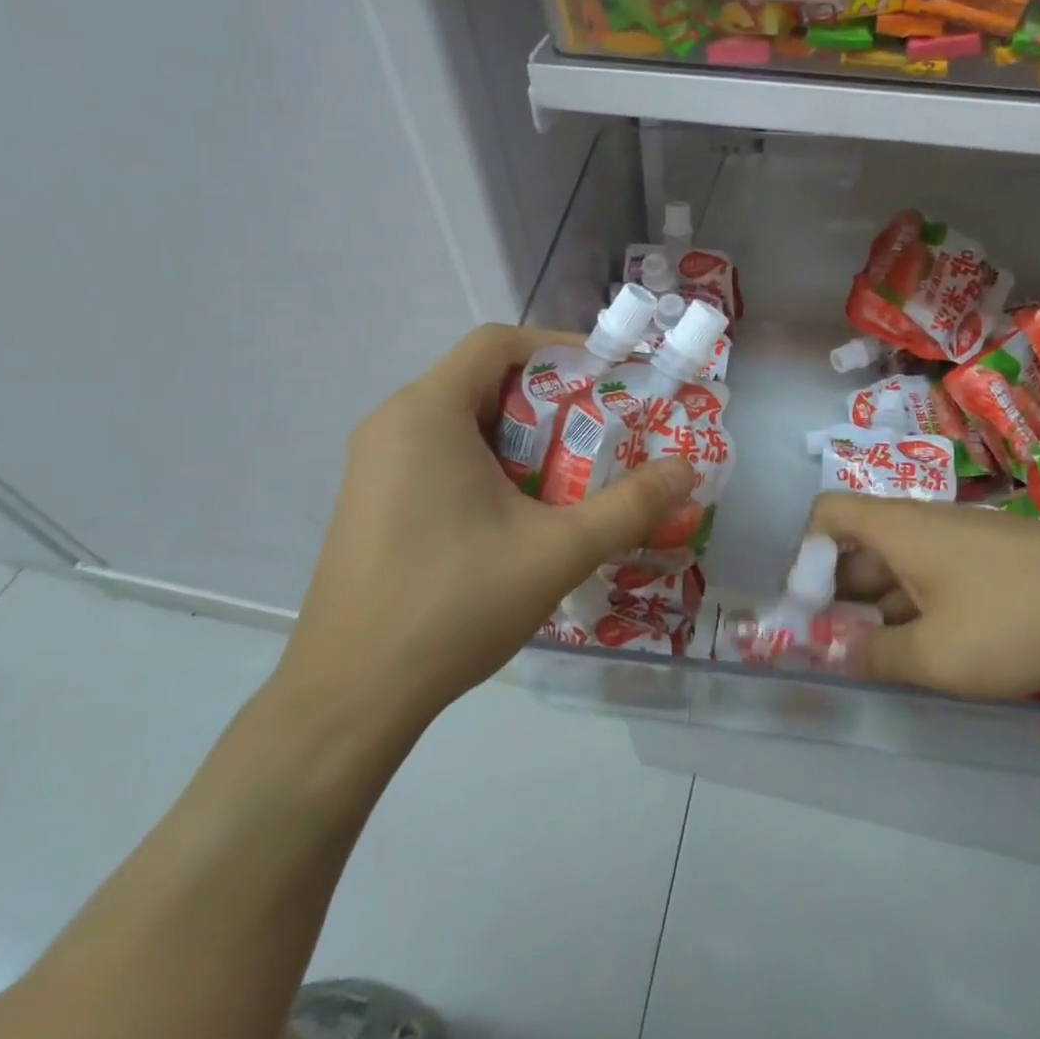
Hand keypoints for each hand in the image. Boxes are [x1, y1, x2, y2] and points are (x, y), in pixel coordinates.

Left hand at [276, 325, 693, 729]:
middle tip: (599, 432)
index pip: (496, 342)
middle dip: (546, 400)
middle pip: (480, 380)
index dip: (556, 348)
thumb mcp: (557, 551)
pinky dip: (484, 462)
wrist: (351, 696)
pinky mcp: (370, 500)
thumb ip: (629, 505)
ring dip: (518, 435)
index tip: (606, 378)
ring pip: (459, 421)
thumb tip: (688, 470)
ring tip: (567, 474)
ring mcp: (372, 464)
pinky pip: (436, 454)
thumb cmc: (454, 605)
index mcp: (428, 412)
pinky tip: (515, 513)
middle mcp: (393, 423)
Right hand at [808, 494, 1039, 697]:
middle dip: (838, 594)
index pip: (826, 514)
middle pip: (859, 545)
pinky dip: (917, 606)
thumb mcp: (938, 655)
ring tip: (878, 659)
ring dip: (878, 607)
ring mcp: (960, 539)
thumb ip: (878, 657)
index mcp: (898, 529)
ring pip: (898, 565)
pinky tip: (933, 649)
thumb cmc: (1017, 618)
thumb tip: (836, 654)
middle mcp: (922, 524)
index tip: (809, 608)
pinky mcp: (991, 558)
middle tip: (835, 647)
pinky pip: (934, 574)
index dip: (805, 554)